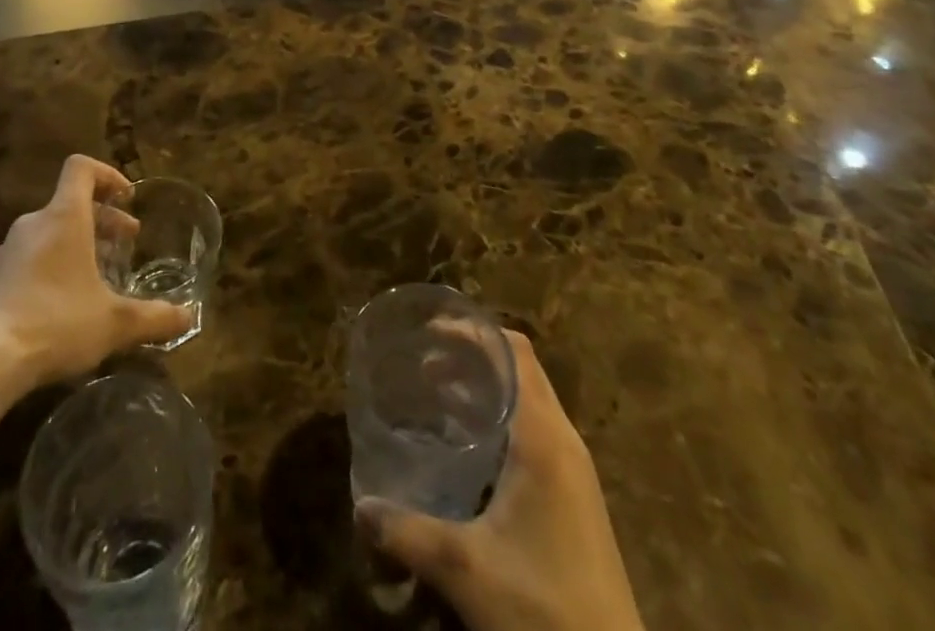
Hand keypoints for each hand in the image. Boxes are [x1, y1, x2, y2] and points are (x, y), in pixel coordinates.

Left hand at [0, 156, 192, 393]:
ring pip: (50, 233)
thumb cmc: (56, 323)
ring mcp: (7, 252)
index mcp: (64, 217)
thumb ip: (153, 317)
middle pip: (70, 203)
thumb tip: (188, 318)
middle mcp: (34, 224)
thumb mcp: (114, 322)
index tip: (127, 198)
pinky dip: (52, 267)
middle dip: (103, 219)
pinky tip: (63, 306)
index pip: (81, 168)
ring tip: (97, 278)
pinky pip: (29, 259)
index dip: (107, 174)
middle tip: (126, 243)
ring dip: (78, 244)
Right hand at [357, 332, 645, 630]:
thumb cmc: (543, 609)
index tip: (429, 333)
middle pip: (520, 369)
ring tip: (437, 397)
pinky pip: (535, 432)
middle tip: (423, 364)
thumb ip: (408, 533)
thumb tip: (360, 507)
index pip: (514, 351)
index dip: (473, 332)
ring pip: (528, 401)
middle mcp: (564, 441)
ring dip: (486, 388)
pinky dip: (500, 420)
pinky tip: (469, 450)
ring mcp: (574, 471)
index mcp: (543, 437)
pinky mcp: (575, 498)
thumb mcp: (466, 571)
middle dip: (471, 356)